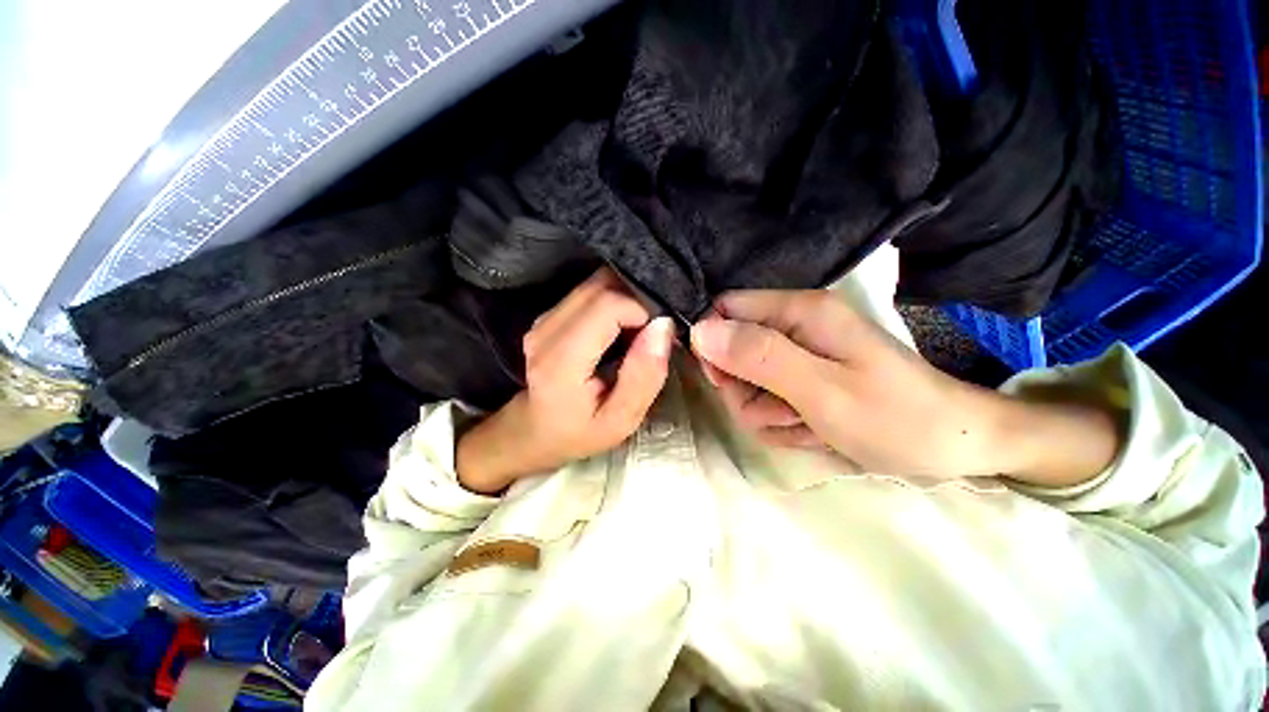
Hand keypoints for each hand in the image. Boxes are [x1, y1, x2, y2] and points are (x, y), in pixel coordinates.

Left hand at [457, 269, 674, 493]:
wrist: (535, 430)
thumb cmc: (579, 431)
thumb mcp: (621, 420)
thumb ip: (644, 376)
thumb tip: (663, 326)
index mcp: (561, 359)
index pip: (608, 304)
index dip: (642, 310)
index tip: (659, 333)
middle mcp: (547, 328)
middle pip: (602, 286)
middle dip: (638, 300)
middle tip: (654, 329)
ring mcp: (544, 317)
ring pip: (596, 283)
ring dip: (627, 298)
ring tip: (640, 328)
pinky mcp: (549, 313)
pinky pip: (590, 291)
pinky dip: (615, 300)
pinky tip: (623, 326)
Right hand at [690, 290, 1120, 484]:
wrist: (955, 448)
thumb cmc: (896, 417)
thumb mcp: (821, 389)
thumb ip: (759, 356)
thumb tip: (700, 331)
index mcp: (799, 312)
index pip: (725, 310)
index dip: (714, 344)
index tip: (726, 382)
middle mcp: (794, 326)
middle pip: (731, 352)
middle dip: (744, 389)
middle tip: (781, 410)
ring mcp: (798, 356)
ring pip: (746, 384)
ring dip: (765, 412)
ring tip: (805, 424)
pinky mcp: (802, 381)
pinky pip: (766, 402)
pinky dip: (780, 423)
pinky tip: (812, 431)